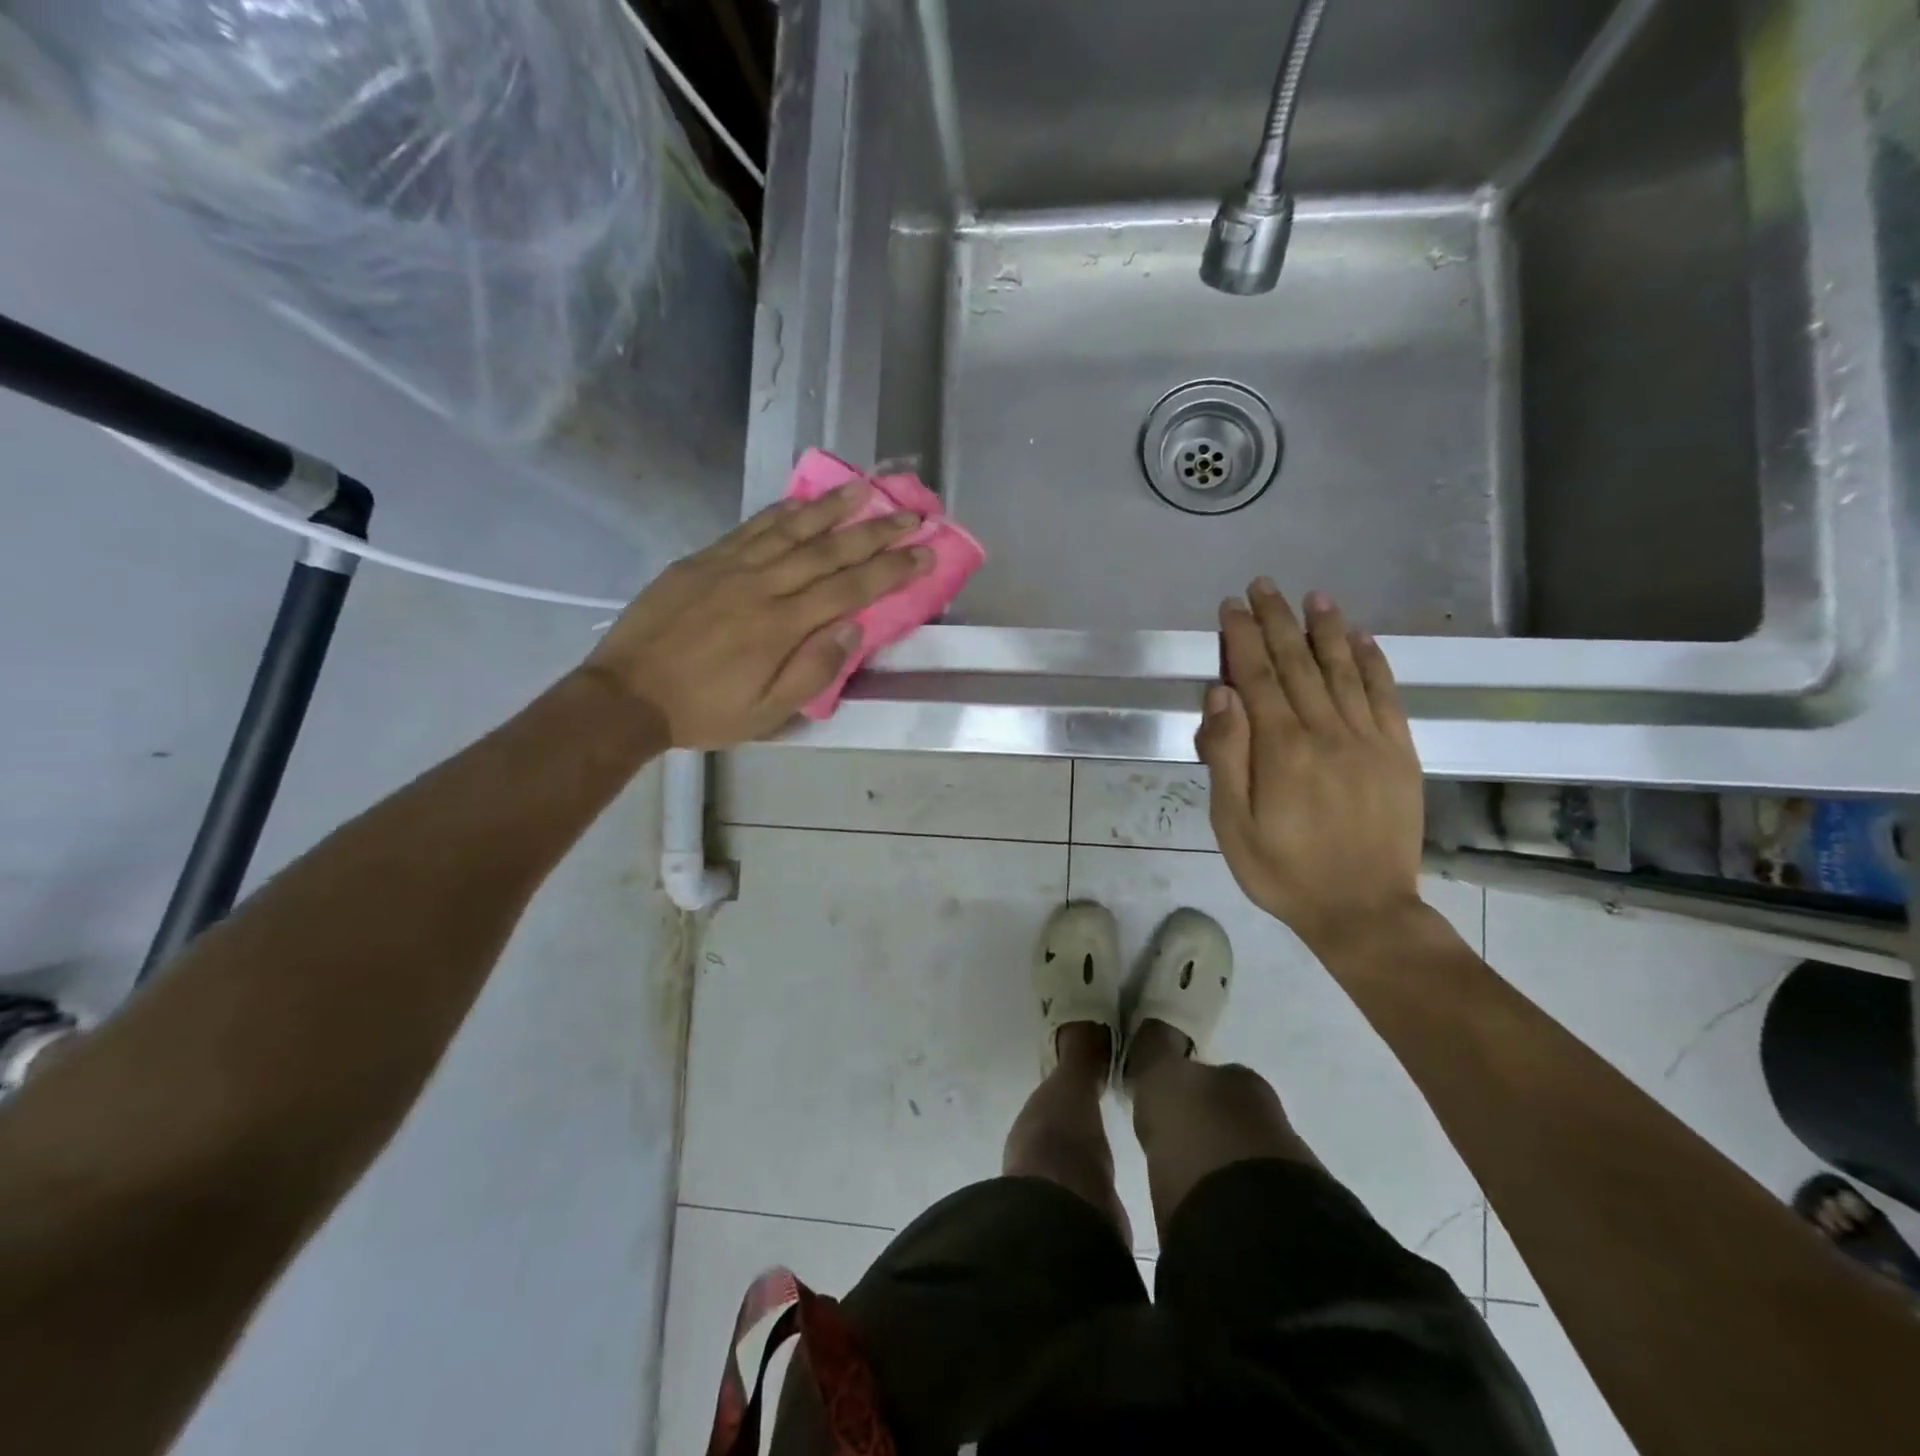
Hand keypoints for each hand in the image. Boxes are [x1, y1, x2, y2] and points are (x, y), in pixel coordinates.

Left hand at [583, 483, 931, 747]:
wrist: (628, 695)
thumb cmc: (704, 711)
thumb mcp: (766, 713)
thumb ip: (812, 671)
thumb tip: (852, 630)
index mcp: (782, 627)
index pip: (850, 590)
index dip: (891, 569)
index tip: (924, 551)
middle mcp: (762, 587)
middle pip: (829, 551)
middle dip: (875, 531)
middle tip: (911, 514)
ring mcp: (730, 567)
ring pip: (791, 529)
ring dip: (832, 507)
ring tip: (866, 488)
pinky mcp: (704, 560)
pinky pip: (751, 528)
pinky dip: (781, 511)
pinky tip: (802, 500)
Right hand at [1196, 580, 1425, 952]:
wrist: (1363, 911)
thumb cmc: (1283, 871)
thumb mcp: (1233, 824)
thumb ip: (1226, 755)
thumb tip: (1221, 694)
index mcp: (1282, 749)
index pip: (1257, 676)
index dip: (1242, 637)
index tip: (1231, 606)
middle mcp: (1327, 731)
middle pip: (1298, 663)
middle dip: (1278, 620)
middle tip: (1264, 585)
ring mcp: (1369, 740)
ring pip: (1344, 669)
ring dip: (1326, 629)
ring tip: (1314, 596)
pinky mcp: (1399, 753)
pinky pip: (1386, 695)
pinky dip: (1373, 662)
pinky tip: (1362, 638)